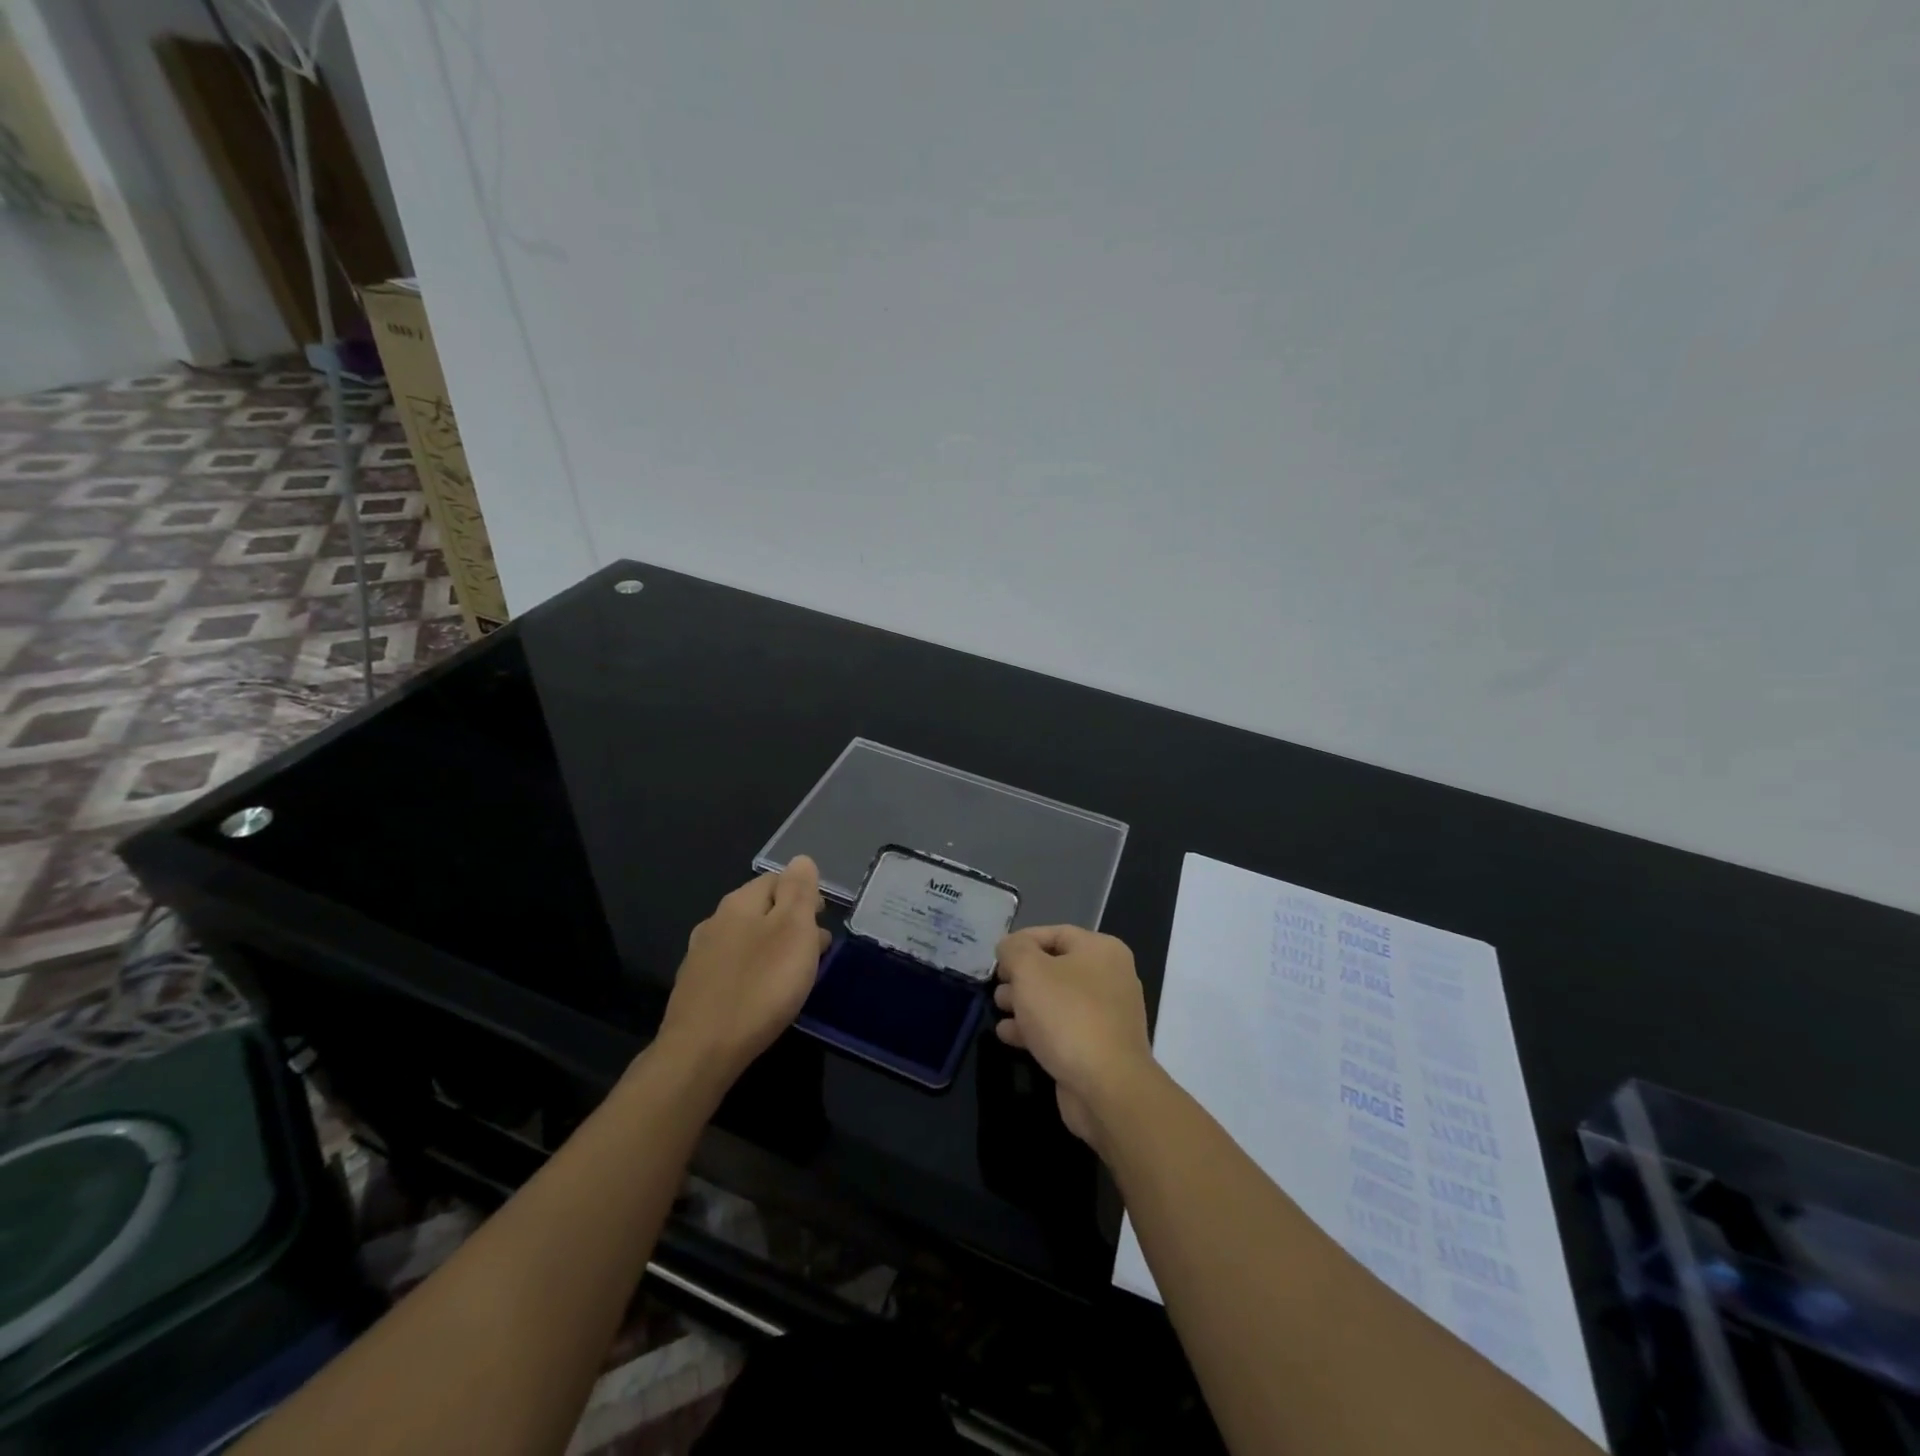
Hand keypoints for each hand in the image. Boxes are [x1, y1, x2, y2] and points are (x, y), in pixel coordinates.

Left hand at [655, 856, 829, 1087]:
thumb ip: (799, 891)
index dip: (804, 893)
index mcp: (739, 903)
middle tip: (817, 948)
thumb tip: (800, 859)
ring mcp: (700, 957)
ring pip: (747, 939)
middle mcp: (715, 922)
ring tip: (795, 972)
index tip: (824, 918)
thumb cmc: (760, 986)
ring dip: (773, 947)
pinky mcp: (695, 990)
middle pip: (761, 909)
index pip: (777, 879)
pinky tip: (762, 993)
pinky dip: (754, 971)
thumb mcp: (793, 931)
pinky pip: (733, 967)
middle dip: (791, 922)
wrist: (701, 1052)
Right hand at [993, 925, 1153, 1146]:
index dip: (1021, 942)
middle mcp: (1110, 977)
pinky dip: (1036, 1029)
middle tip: (997, 988)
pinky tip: (1009, 1036)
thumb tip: (1009, 947)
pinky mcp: (1099, 1047)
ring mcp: (1107, 1015)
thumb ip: (1014, 950)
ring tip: (999, 1011)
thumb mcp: (1030, 970)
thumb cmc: (1067, 1016)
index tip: (996, 959)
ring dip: (1024, 1004)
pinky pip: (1062, 1028)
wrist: (1107, 1088)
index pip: (1054, 933)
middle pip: (1055, 967)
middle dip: (1020, 977)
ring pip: (1056, 1000)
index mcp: (1102, 950)